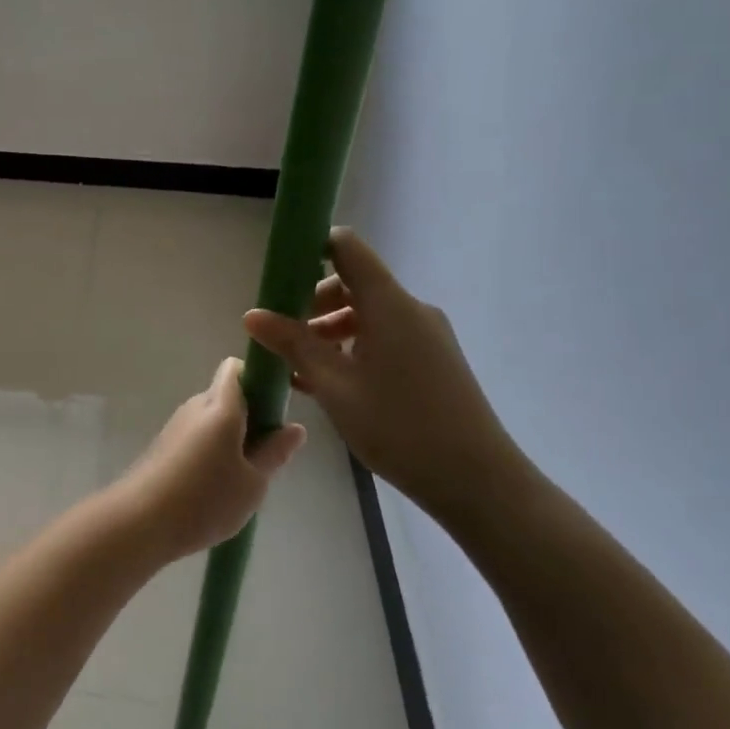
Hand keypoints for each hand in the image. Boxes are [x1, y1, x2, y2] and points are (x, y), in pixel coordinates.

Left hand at [116, 358, 305, 563]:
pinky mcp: (165, 444)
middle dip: (251, 414)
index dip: (260, 379)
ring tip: (244, 475)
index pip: (238, 368)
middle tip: (267, 452)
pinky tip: (218, 484)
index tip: (277, 408)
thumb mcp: (253, 482)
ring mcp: (177, 425)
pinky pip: (198, 435)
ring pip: (212, 417)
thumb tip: (295, 427)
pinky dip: (213, 449)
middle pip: (227, 394)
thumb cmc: (205, 499)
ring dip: (232, 435)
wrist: (140, 520)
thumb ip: (275, 452)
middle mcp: (196, 406)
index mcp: (221, 406)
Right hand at [243, 228, 521, 516]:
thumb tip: (252, 314)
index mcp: (388, 304)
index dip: (310, 249)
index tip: (279, 276)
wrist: (477, 481)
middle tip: (283, 336)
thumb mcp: (334, 386)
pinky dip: (353, 348)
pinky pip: (384, 337)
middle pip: (353, 283)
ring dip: (330, 330)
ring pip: (367, 314)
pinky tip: (330, 384)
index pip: (346, 247)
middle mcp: (410, 309)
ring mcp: (426, 335)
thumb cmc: (399, 426)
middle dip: (312, 303)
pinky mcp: (433, 359)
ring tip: (300, 369)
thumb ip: (293, 344)